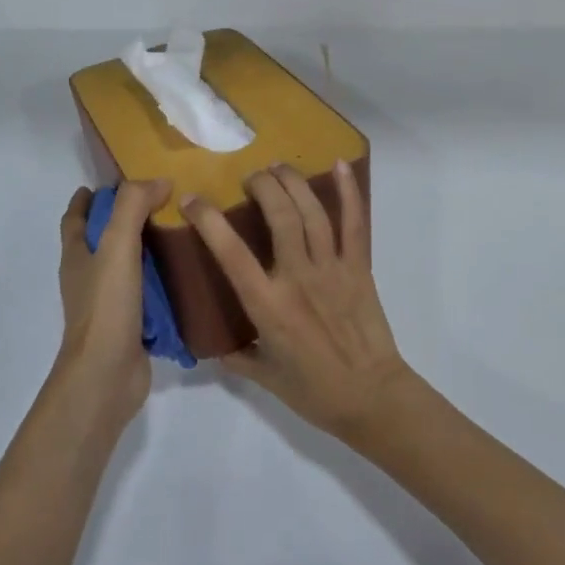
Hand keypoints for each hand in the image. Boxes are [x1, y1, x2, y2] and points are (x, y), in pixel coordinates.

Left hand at [56, 180, 169, 428]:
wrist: (106, 375)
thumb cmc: (106, 305)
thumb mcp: (117, 244)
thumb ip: (133, 206)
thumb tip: (160, 180)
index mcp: (77, 254)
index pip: (76, 217)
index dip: (88, 197)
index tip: (113, 181)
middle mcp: (88, 276)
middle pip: (102, 238)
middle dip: (124, 218)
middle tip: (161, 200)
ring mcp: (108, 302)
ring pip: (127, 265)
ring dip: (148, 248)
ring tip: (181, 230)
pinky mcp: (130, 324)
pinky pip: (147, 294)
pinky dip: (161, 280)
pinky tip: (186, 272)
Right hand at [182, 161, 410, 443]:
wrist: (372, 399)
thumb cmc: (315, 392)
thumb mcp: (264, 377)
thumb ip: (236, 355)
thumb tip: (213, 342)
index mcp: (269, 307)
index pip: (232, 254)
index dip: (209, 221)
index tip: (192, 199)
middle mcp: (299, 279)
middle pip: (281, 217)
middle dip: (263, 186)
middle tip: (250, 176)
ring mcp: (332, 269)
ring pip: (313, 213)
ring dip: (294, 182)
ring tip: (278, 167)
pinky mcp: (359, 267)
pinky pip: (355, 223)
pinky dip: (349, 191)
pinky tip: (338, 165)